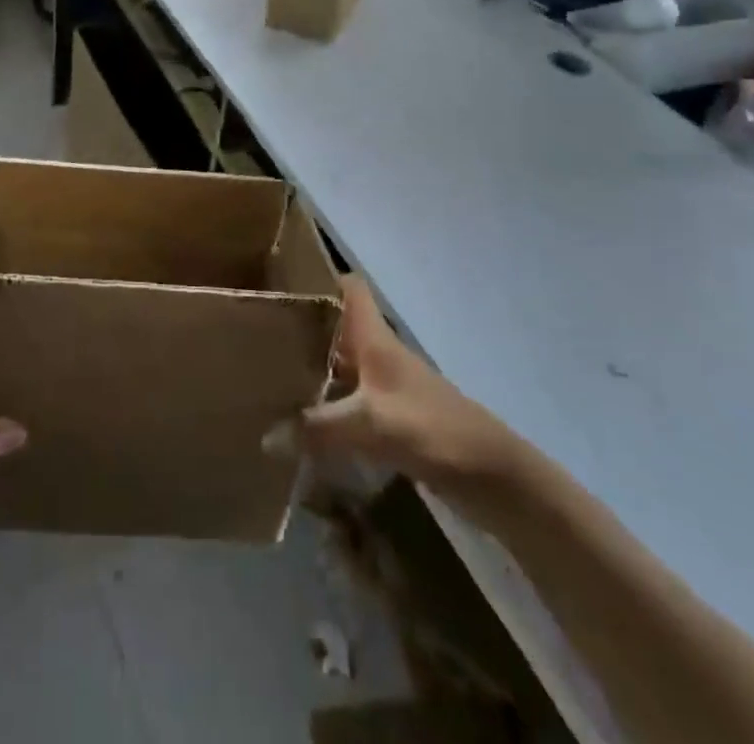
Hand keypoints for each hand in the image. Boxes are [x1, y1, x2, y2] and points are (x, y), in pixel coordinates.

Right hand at [270, 276, 524, 487]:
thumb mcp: (373, 425)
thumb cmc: (437, 431)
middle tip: (257, 329)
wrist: (496, 479)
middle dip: (301, 325)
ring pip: (339, 365)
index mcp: (376, 340)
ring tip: (265, 373)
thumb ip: (319, 427)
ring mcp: (386, 389)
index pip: (349, 288)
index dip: (319, 274)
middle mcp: (378, 356)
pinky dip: (324, 407)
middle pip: (336, 326)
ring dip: (310, 367)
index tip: (278, 277)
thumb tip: (266, 435)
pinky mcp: (391, 421)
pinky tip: (298, 424)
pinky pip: (347, 402)